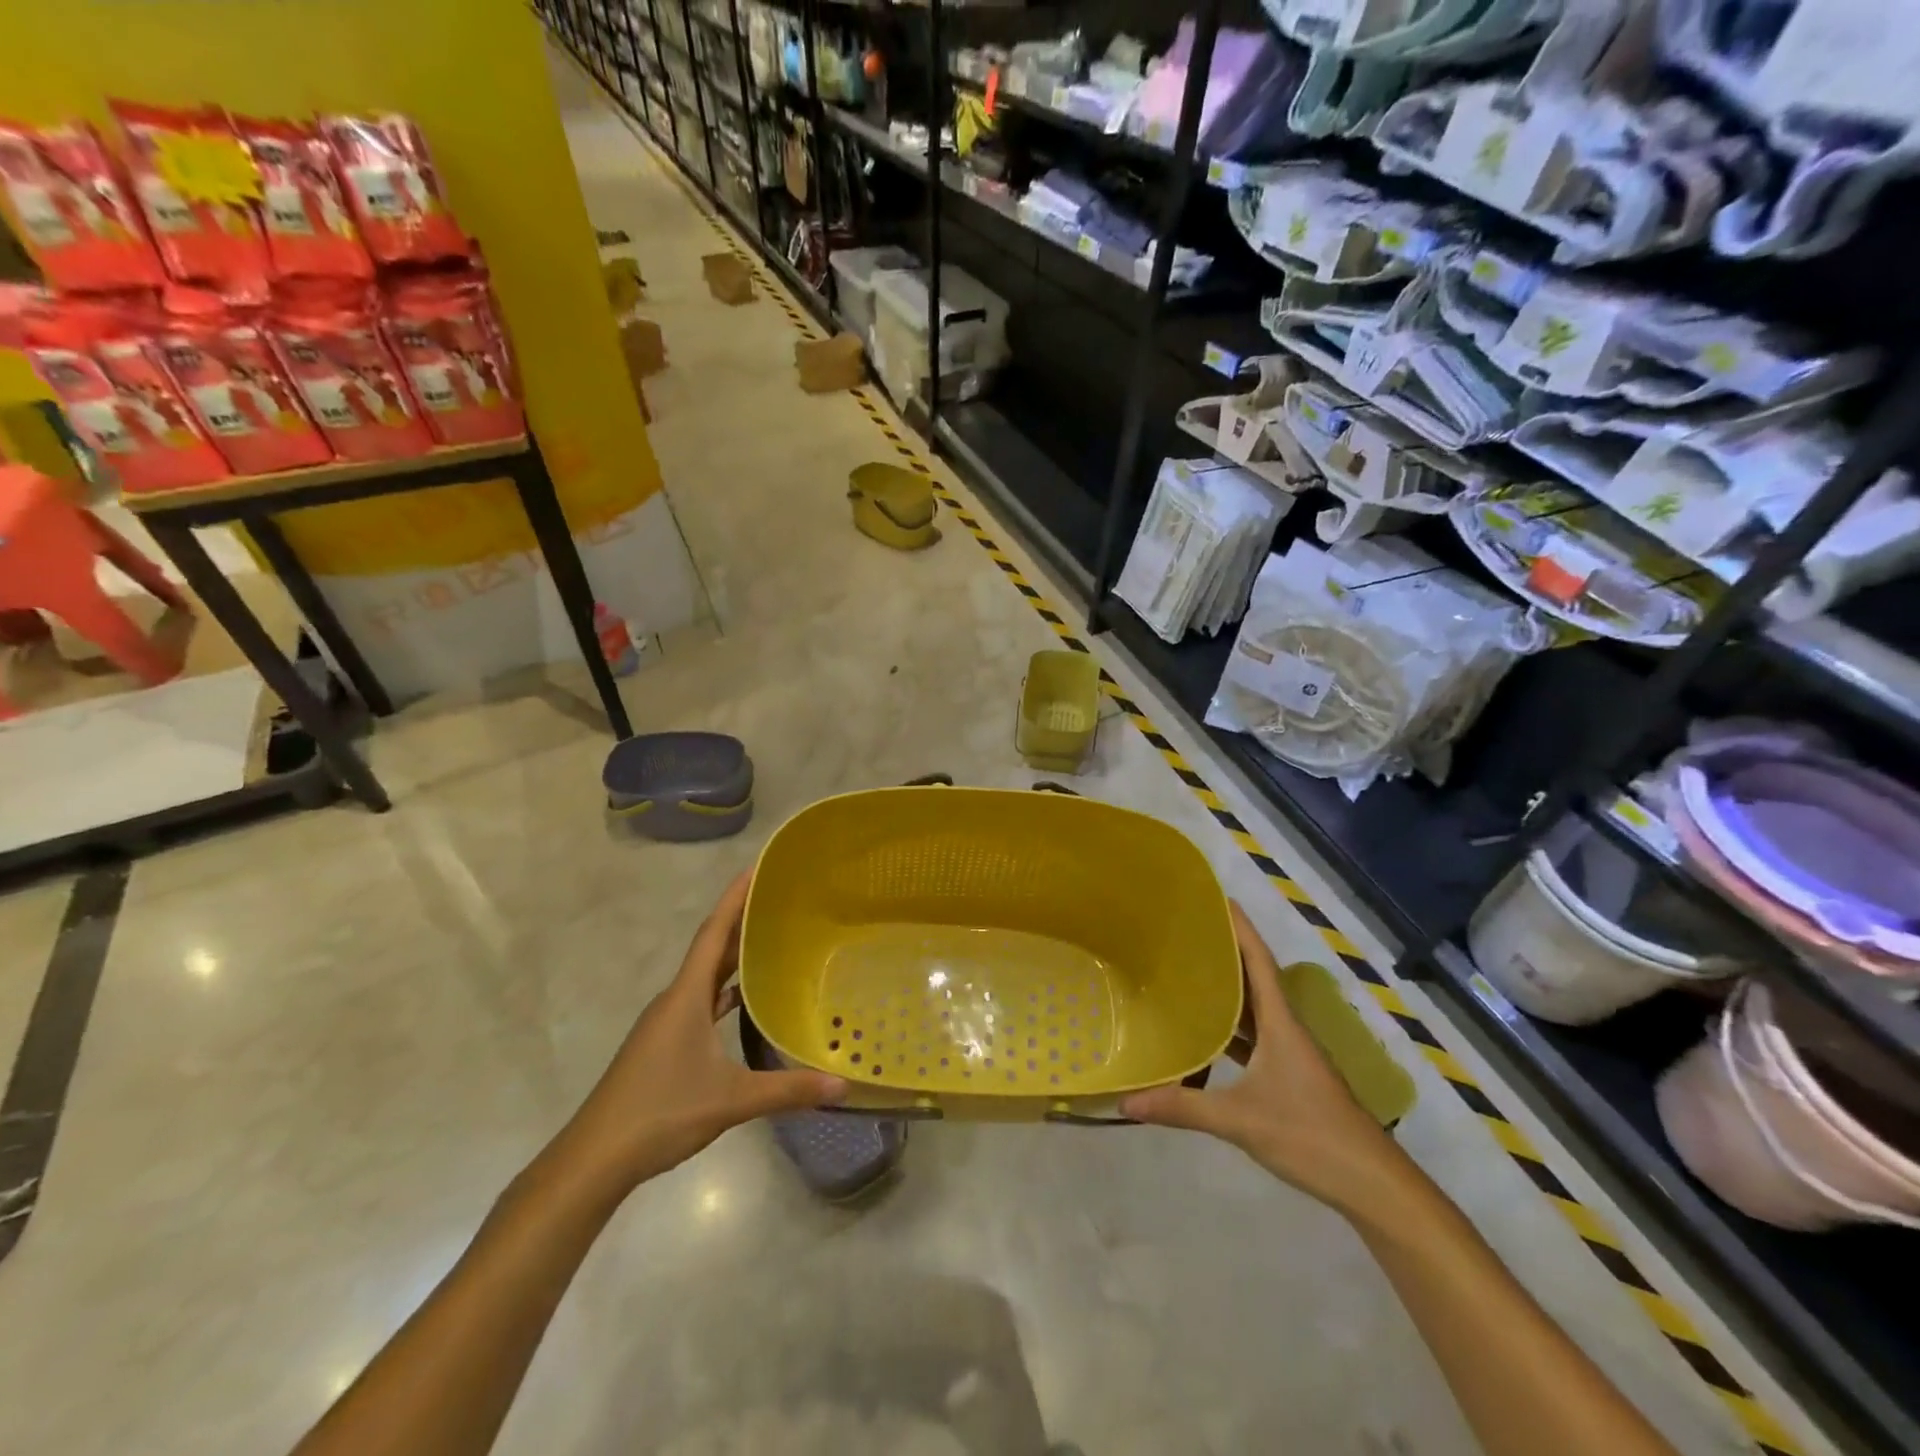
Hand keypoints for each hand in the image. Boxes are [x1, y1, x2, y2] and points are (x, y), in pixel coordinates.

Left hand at [547, 872, 845, 1198]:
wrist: (594, 1159)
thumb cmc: (660, 1112)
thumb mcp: (730, 1100)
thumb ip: (788, 1091)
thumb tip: (843, 1085)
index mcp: (686, 996)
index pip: (713, 932)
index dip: (734, 897)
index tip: (757, 868)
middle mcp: (675, 1000)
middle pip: (712, 949)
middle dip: (742, 921)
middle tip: (779, 900)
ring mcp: (666, 1023)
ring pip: (706, 977)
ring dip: (734, 957)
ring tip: (771, 941)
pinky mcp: (664, 1044)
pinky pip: (701, 1002)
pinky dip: (724, 992)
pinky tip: (745, 1002)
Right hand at [1120, 903, 1410, 1218]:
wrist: (1372, 1185)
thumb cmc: (1310, 1136)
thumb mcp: (1240, 1120)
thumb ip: (1183, 1107)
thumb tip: (1127, 1100)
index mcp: (1281, 1024)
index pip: (1259, 961)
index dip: (1241, 928)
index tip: (1219, 898)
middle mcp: (1287, 1030)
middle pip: (1256, 978)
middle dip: (1227, 952)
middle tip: (1187, 932)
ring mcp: (1292, 1055)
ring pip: (1255, 1010)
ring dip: (1229, 990)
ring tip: (1190, 973)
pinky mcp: (1292, 1078)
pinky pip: (1256, 1038)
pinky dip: (1233, 1029)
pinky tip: (1209, 1036)